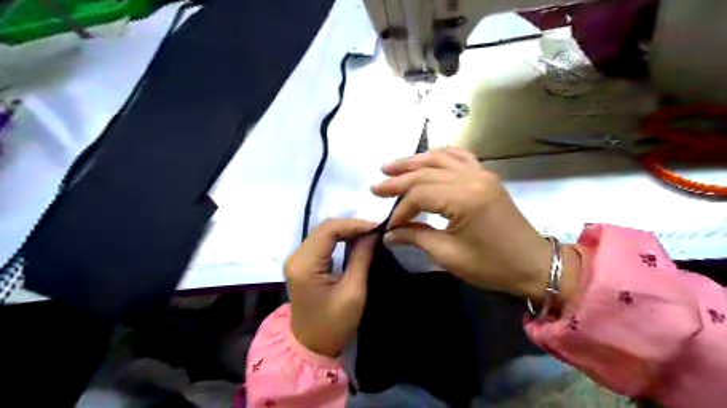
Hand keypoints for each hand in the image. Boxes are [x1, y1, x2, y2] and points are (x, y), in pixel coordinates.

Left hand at [285, 221, 377, 356]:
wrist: (312, 346)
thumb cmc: (334, 324)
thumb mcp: (353, 292)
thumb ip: (361, 257)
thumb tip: (372, 233)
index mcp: (305, 265)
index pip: (329, 230)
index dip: (354, 224)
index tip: (377, 227)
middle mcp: (296, 257)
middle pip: (324, 228)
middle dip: (351, 226)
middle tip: (375, 230)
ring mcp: (296, 259)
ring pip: (323, 232)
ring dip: (346, 230)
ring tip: (369, 234)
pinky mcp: (301, 263)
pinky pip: (321, 242)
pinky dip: (339, 238)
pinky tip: (355, 241)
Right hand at [371, 148, 583, 303]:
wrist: (534, 264)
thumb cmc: (492, 266)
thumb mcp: (449, 255)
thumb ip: (417, 238)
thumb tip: (389, 234)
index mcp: (464, 199)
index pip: (420, 195)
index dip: (401, 209)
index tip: (390, 225)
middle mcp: (472, 178)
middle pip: (426, 173)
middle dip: (399, 180)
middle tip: (376, 186)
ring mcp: (482, 174)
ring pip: (441, 158)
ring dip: (414, 161)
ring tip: (392, 167)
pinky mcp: (487, 176)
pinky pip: (460, 157)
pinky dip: (440, 156)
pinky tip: (427, 159)